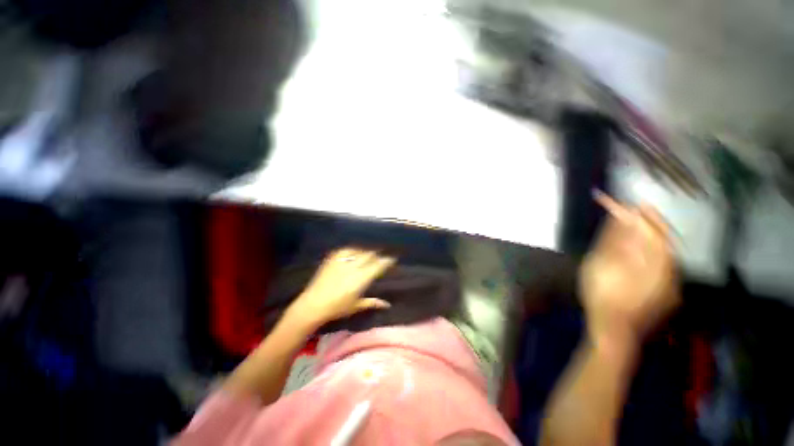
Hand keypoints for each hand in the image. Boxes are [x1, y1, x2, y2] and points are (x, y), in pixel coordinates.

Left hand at [287, 247, 395, 328]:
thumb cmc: (337, 308)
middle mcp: (353, 267)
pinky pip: (346, 250)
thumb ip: (372, 302)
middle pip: (370, 255)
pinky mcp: (332, 259)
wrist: (312, 305)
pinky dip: (353, 249)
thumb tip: (387, 304)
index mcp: (361, 279)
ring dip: (366, 251)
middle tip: (381, 255)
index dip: (386, 261)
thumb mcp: (356, 306)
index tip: (392, 259)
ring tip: (370, 252)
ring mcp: (342, 261)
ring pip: (359, 250)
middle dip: (378, 254)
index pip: (378, 265)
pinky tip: (355, 251)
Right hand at [580, 193, 680, 348]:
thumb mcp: (601, 264)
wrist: (614, 332)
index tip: (616, 201)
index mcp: (654, 260)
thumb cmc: (603, 296)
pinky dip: (652, 252)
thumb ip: (614, 240)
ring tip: (636, 225)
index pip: (646, 228)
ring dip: (650, 235)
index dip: (631, 212)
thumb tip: (621, 217)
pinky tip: (641, 251)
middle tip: (634, 207)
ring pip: (664, 252)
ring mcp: (670, 282)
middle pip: (662, 238)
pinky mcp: (665, 292)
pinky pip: (663, 264)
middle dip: (648, 220)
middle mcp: (669, 268)